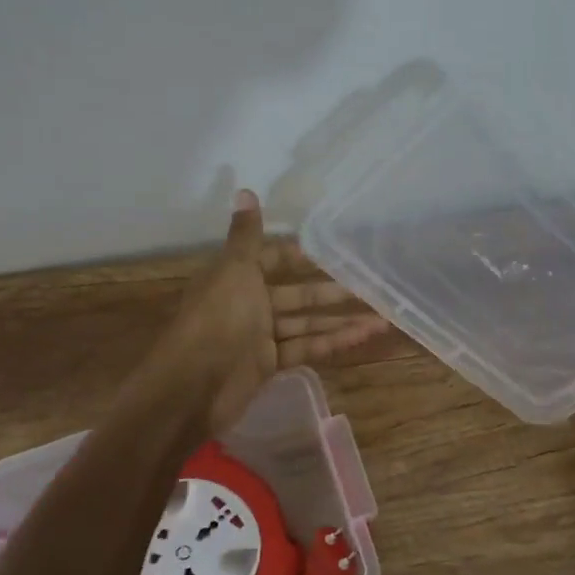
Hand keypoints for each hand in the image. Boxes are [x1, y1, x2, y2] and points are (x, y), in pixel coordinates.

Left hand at [152, 190, 389, 431]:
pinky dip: (333, 343)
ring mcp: (260, 337)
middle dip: (332, 292)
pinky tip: (362, 338)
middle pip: (297, 295)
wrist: (194, 385)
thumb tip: (245, 189)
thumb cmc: (217, 319)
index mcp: (237, 277)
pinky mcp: (270, 365)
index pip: (273, 260)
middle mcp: (249, 304)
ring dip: (341, 321)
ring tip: (381, 318)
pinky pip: (307, 349)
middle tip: (371, 287)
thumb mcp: (234, 270)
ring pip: (307, 324)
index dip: (302, 256)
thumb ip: (247, 235)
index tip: (337, 253)